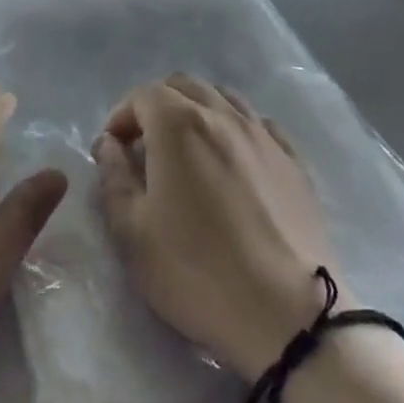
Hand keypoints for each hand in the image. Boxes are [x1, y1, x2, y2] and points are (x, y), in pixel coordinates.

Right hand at [95, 74, 339, 378]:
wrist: (290, 316)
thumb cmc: (198, 272)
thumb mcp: (132, 231)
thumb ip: (114, 177)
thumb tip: (109, 144)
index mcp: (178, 125)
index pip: (142, 95)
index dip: (121, 117)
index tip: (114, 151)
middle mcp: (223, 116)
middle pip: (184, 86)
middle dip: (156, 107)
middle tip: (145, 148)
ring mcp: (264, 137)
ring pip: (224, 99)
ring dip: (197, 112)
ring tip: (188, 153)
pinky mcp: (295, 163)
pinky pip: (259, 125)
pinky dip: (236, 130)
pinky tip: (233, 163)